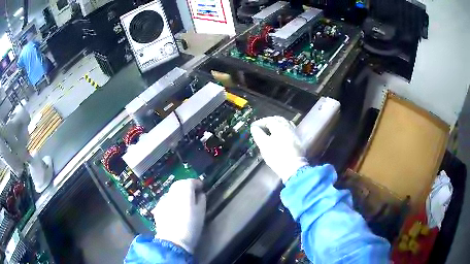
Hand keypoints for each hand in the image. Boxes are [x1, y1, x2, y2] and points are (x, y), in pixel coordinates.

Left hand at [152, 179, 205, 253]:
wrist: (173, 240)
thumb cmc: (191, 226)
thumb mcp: (201, 212)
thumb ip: (201, 199)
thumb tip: (200, 194)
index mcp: (184, 191)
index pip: (190, 181)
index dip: (197, 183)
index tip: (202, 188)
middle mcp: (172, 192)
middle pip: (179, 184)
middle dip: (186, 186)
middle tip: (193, 193)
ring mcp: (163, 199)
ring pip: (172, 192)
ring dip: (178, 193)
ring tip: (184, 202)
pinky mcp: (158, 207)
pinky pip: (166, 200)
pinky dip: (171, 201)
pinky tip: (174, 209)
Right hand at [251, 116, 307, 182]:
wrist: (293, 167)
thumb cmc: (277, 156)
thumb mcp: (264, 145)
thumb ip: (258, 134)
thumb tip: (254, 127)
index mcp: (279, 126)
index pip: (268, 120)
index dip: (259, 122)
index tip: (253, 127)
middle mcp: (288, 126)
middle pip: (278, 119)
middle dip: (268, 121)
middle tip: (261, 127)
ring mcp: (294, 132)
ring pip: (285, 124)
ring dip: (276, 125)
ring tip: (269, 131)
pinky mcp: (298, 140)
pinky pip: (289, 130)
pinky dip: (283, 130)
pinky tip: (280, 136)